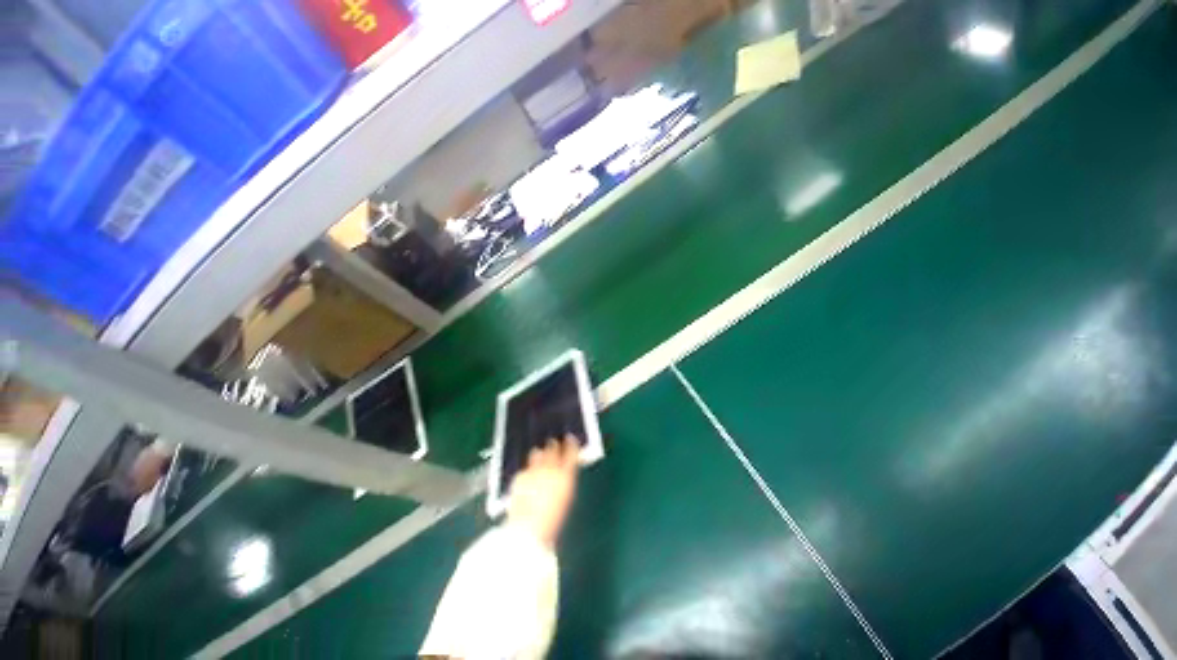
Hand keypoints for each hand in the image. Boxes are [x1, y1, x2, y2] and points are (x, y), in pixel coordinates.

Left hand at [507, 435, 579, 549]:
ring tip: (539, 455)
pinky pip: (524, 469)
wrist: (528, 529)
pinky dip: (527, 471)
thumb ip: (566, 481)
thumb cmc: (553, 519)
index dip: (571, 443)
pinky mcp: (519, 476)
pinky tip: (527, 478)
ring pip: (536, 454)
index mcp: (566, 474)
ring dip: (539, 455)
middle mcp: (550, 468)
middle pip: (552, 448)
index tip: (570, 438)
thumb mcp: (566, 498)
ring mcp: (533, 471)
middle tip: (553, 443)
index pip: (571, 451)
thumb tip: (565, 472)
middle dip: (553, 445)